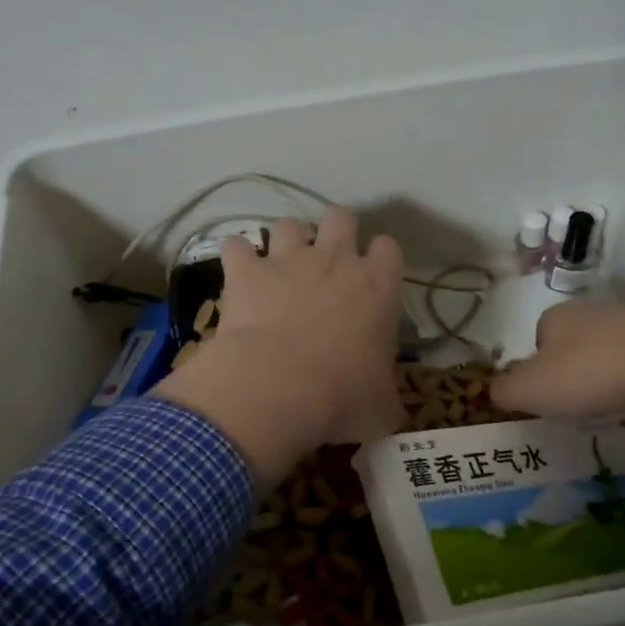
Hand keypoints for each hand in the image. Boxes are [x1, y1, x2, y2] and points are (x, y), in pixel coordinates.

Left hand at [153, 208, 405, 486]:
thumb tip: (386, 408)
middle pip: (342, 217)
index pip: (388, 248)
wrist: (278, 387)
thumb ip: (387, 397)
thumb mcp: (382, 408)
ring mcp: (289, 259)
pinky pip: (236, 245)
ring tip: (280, 267)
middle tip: (328, 264)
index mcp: (378, 286)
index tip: (372, 279)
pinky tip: (237, 273)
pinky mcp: (247, 271)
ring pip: (290, 224)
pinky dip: (236, 257)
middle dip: (335, 232)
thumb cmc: (342, 397)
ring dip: (286, 242)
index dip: (380, 260)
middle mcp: (336, 260)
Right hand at [490, 302, 624, 423]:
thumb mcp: (530, 389)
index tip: (549, 396)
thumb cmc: (587, 373)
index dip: (538, 371)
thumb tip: (493, 391)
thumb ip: (504, 391)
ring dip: (605, 373)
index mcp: (553, 317)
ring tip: (611, 401)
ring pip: (606, 350)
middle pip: (571, 345)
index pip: (536, 342)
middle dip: (572, 371)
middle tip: (578, 402)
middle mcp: (589, 310)